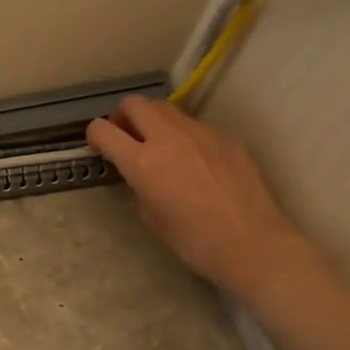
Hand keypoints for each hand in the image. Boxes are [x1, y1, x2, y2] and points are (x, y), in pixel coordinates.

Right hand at [86, 96, 309, 301]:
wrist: (254, 244)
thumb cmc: (194, 241)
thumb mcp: (150, 216)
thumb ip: (139, 184)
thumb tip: (141, 172)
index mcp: (143, 162)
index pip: (103, 130)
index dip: (95, 135)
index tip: (99, 146)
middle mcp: (169, 138)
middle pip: (135, 104)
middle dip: (123, 116)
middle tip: (126, 136)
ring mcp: (201, 133)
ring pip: (166, 108)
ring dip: (153, 120)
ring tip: (159, 145)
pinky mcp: (225, 137)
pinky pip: (194, 125)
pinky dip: (183, 134)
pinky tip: (194, 161)